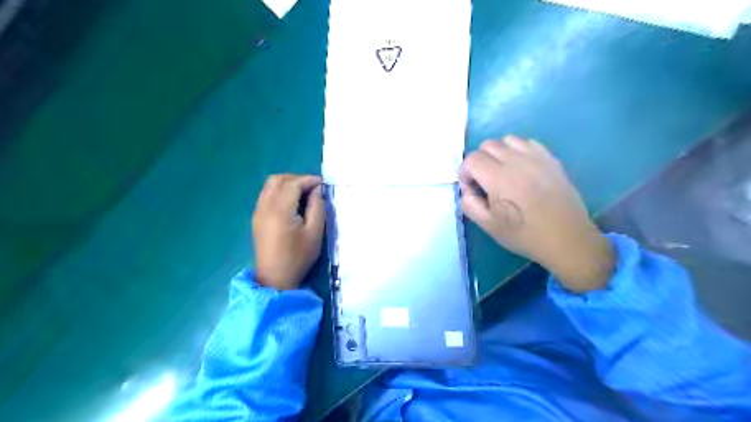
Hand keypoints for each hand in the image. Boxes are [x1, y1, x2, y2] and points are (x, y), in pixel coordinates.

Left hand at [253, 173, 326, 289]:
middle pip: (277, 180)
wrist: (275, 279)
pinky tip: (292, 203)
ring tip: (304, 194)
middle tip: (313, 188)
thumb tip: (317, 190)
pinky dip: (280, 192)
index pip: (293, 184)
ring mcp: (258, 212)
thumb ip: (317, 207)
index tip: (322, 184)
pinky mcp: (256, 218)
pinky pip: (266, 195)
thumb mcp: (315, 232)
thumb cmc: (298, 257)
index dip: (308, 180)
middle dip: (297, 179)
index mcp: (279, 210)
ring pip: (270, 186)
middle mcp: (265, 206)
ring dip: (287, 184)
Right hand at [461, 136, 612, 292]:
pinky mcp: (551, 159)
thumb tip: (467, 189)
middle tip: (484, 180)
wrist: (566, 238)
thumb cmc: (524, 235)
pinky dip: (518, 151)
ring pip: (508, 140)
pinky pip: (529, 143)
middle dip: (479, 160)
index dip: (465, 172)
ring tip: (503, 171)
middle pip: (487, 145)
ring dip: (499, 152)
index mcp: (499, 179)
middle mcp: (517, 162)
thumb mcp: (488, 226)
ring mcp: (537, 158)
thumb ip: (469, 204)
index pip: (472, 159)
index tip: (471, 187)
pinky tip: (522, 169)